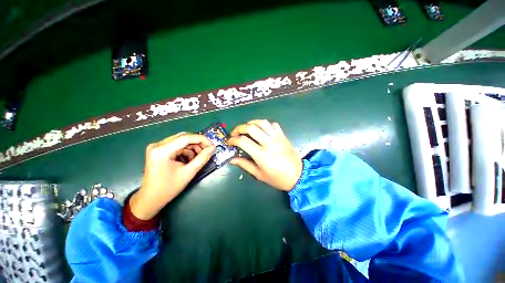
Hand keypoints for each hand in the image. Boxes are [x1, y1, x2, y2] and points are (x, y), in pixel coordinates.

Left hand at [129, 132, 215, 219]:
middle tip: (206, 152)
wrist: (150, 199)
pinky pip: (177, 145)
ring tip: (197, 158)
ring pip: (181, 141)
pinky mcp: (158, 150)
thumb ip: (202, 158)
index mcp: (162, 150)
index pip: (186, 138)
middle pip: (183, 137)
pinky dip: (185, 151)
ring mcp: (157, 147)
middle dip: (197, 144)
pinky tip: (189, 160)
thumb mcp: (189, 172)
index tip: (212, 145)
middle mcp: (157, 145)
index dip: (202, 140)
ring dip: (192, 148)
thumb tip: (213, 147)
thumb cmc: (169, 188)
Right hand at [228, 120, 301, 190]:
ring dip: (252, 123)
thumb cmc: (277, 178)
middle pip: (251, 128)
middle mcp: (269, 143)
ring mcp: (277, 138)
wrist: (298, 176)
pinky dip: (265, 124)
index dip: (233, 140)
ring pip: (262, 123)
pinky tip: (262, 130)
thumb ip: (245, 165)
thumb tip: (232, 159)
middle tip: (235, 133)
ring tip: (247, 128)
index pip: (243, 141)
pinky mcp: (283, 136)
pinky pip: (273, 124)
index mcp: (261, 154)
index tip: (229, 142)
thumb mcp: (259, 174)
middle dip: (239, 128)